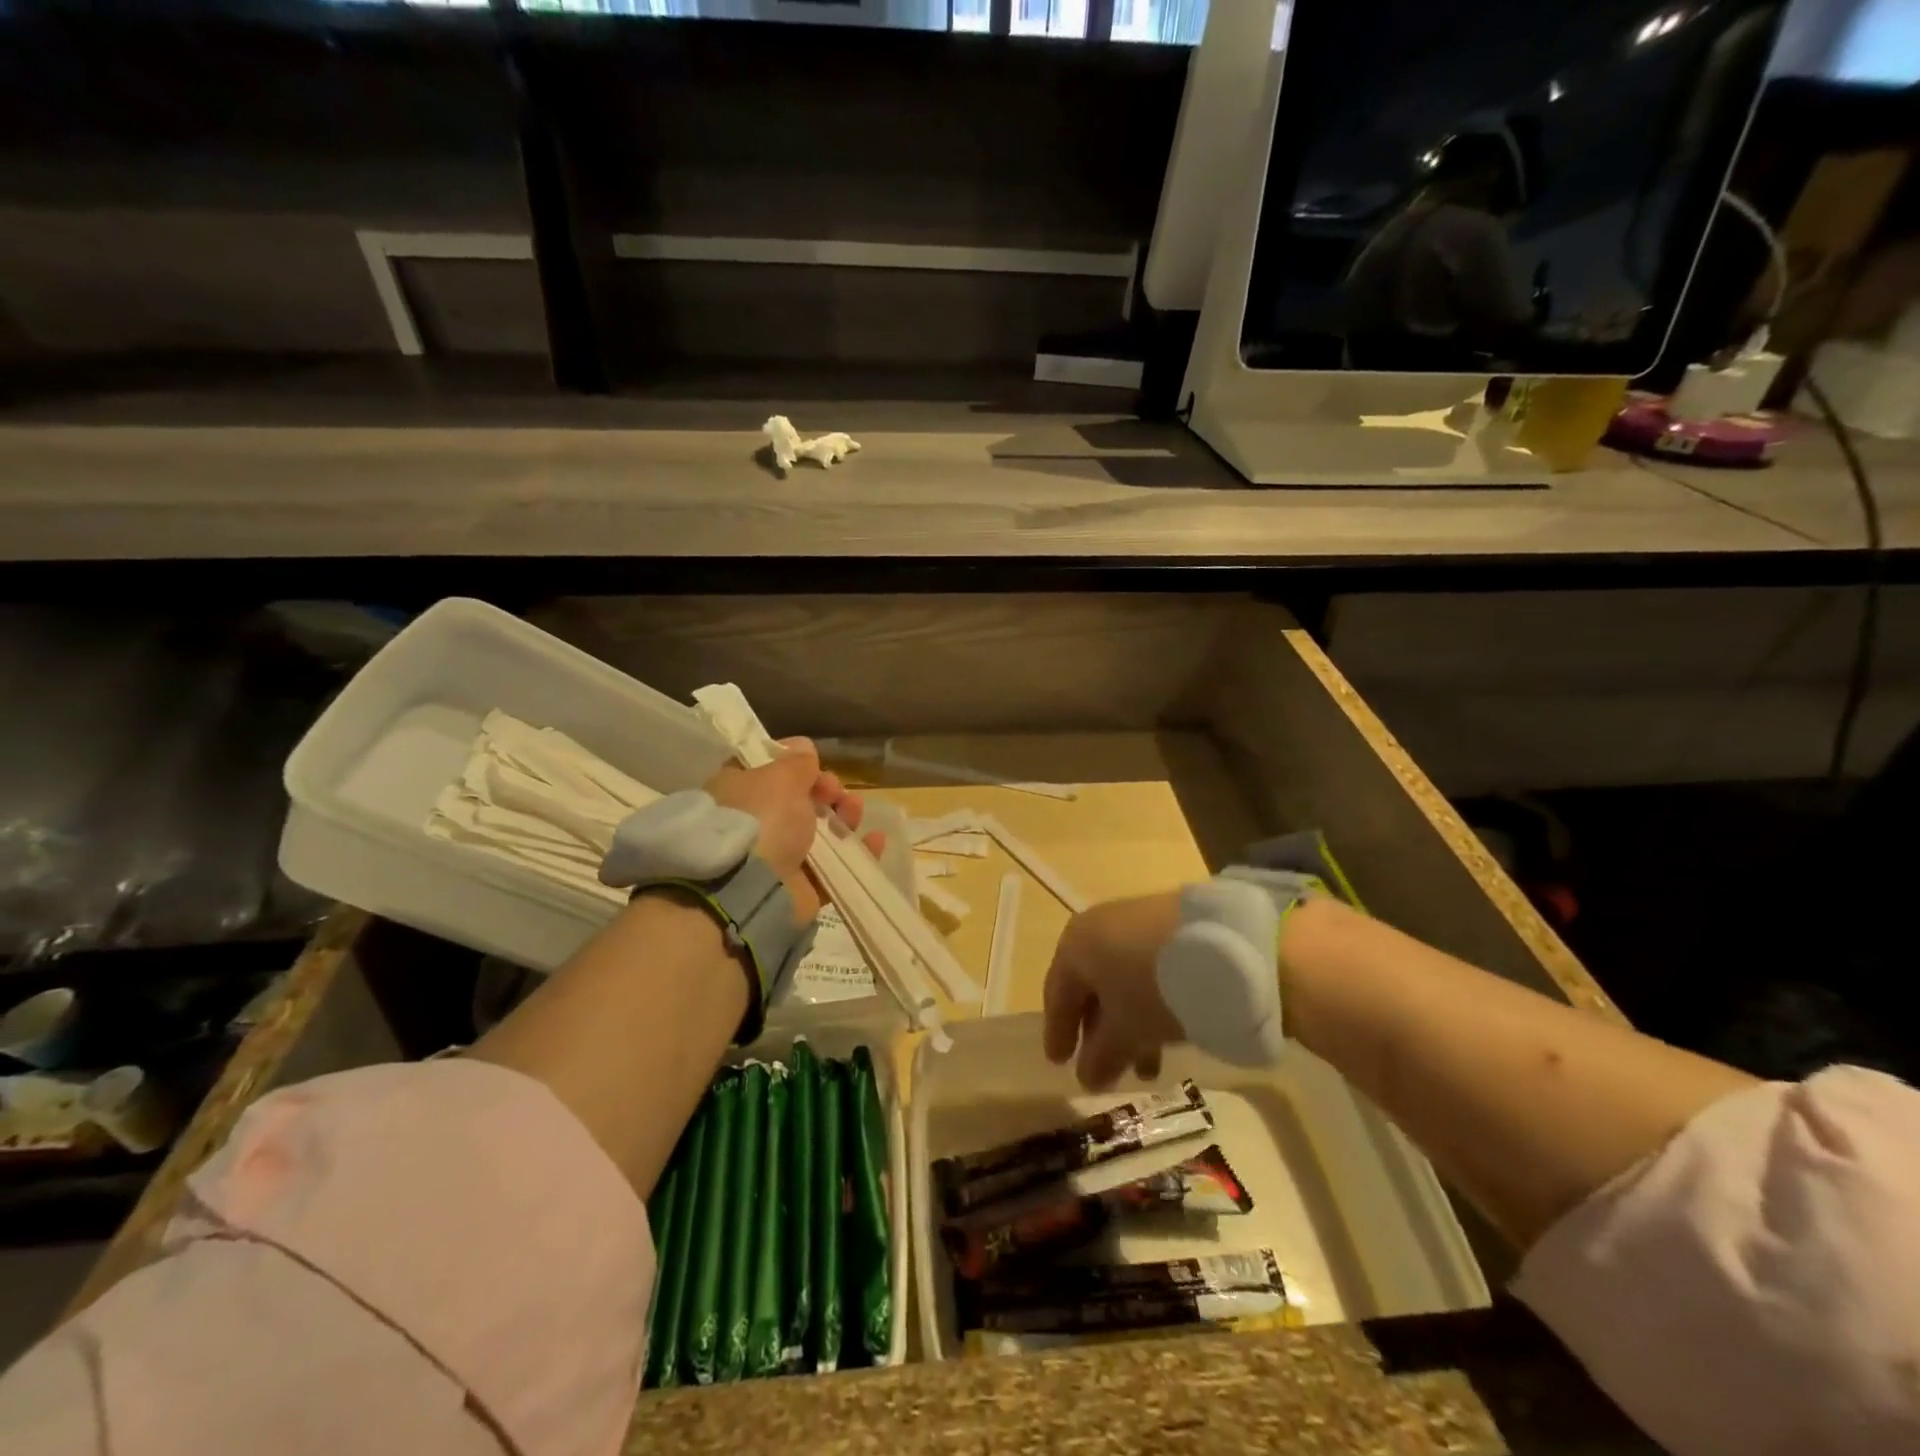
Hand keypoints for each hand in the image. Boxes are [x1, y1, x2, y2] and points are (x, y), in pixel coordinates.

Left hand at [704, 737, 879, 920]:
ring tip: (855, 811)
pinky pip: (836, 867)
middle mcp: (756, 824)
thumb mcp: (779, 778)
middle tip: (835, 792)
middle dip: (827, 792)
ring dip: (845, 817)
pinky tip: (875, 840)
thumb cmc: (760, 819)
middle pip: (801, 801)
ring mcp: (779, 857)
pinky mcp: (802, 886)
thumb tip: (803, 746)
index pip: (770, 773)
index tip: (815, 764)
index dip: (796, 766)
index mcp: (740, 794)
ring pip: (821, 833)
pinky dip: (857, 852)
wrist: (748, 889)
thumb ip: (796, 762)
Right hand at [1042, 891, 1187, 1090]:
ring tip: (1149, 1066)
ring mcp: (1136, 921)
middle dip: (1099, 1033)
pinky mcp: (1169, 923)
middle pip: (1091, 986)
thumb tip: (1086, 1079)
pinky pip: (1147, 967)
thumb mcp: (1125, 1031)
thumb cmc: (1152, 989)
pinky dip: (1149, 1000)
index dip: (1058, 1032)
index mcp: (1075, 945)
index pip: (1057, 994)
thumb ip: (1101, 1057)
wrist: (1222, 943)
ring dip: (1129, 1023)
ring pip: (1122, 979)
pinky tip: (1169, 1028)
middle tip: (1107, 1071)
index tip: (1059, 1063)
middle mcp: (1099, 926)